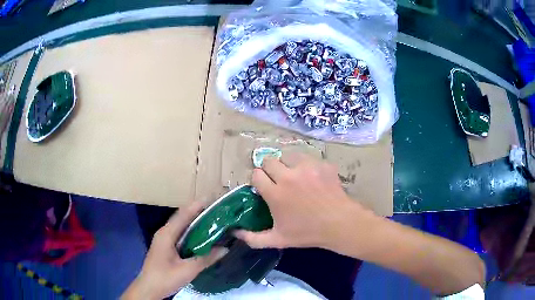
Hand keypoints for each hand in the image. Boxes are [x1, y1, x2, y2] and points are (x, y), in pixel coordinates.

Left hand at [122, 202, 227, 299]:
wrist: (149, 288)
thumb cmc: (165, 277)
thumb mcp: (188, 270)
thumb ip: (206, 259)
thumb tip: (225, 249)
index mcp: (167, 234)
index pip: (183, 214)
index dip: (197, 206)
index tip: (213, 199)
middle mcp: (164, 233)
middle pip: (182, 217)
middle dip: (198, 212)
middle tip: (216, 210)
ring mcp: (164, 240)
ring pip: (181, 226)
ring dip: (195, 221)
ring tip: (213, 219)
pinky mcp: (166, 247)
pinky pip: (180, 234)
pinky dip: (191, 232)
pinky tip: (202, 236)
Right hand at [235, 153, 373, 249]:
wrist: (339, 223)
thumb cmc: (307, 233)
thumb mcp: (278, 240)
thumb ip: (253, 238)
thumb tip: (235, 232)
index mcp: (275, 193)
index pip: (256, 174)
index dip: (257, 180)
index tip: (263, 187)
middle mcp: (288, 176)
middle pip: (268, 159)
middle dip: (269, 169)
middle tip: (277, 181)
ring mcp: (307, 167)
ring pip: (288, 155)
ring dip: (287, 165)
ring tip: (295, 177)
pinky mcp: (322, 164)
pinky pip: (308, 158)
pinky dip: (306, 166)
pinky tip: (312, 178)